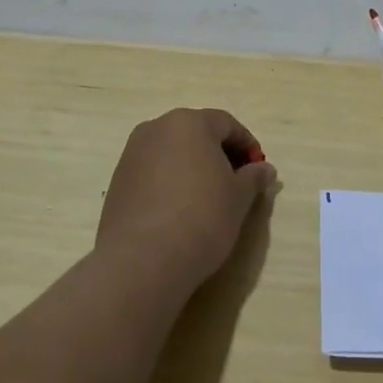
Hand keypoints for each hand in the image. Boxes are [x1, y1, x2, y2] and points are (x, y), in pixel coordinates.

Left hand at [96, 108, 276, 286]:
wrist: (143, 259)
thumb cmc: (202, 217)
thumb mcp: (239, 198)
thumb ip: (253, 177)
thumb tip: (265, 170)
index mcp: (189, 123)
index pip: (227, 124)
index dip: (247, 145)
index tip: (258, 170)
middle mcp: (156, 129)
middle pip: (196, 134)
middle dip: (219, 154)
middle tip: (236, 183)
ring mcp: (131, 155)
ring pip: (172, 153)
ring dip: (193, 168)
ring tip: (208, 199)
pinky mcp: (117, 182)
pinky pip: (153, 173)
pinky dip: (170, 183)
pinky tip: (180, 211)